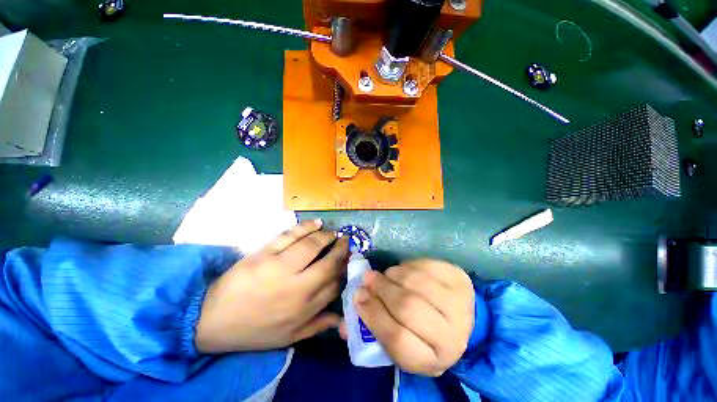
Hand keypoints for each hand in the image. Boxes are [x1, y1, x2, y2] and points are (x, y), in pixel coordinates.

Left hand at [195, 220, 348, 352]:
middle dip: (341, 250)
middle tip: (346, 241)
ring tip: (333, 233)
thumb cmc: (254, 330)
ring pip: (312, 246)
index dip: (343, 270)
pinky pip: (290, 236)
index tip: (347, 261)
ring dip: (326, 236)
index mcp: (304, 308)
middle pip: (328, 263)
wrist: (212, 320)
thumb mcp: (289, 337)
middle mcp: (298, 287)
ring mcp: (280, 268)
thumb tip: (342, 318)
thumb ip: (317, 326)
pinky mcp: (265, 255)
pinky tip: (317, 223)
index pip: (334, 284)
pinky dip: (306, 228)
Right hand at [345, 259, 474, 375]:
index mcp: (433, 359)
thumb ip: (372, 332)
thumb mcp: (400, 344)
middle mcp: (453, 335)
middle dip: (381, 289)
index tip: (358, 297)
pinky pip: (425, 265)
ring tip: (386, 275)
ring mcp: (460, 303)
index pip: (398, 340)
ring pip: (415, 282)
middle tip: (367, 278)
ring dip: (393, 275)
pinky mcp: (460, 278)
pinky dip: (408, 265)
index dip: (373, 316)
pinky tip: (404, 270)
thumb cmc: (423, 334)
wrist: (458, 318)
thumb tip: (343, 324)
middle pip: (408, 307)